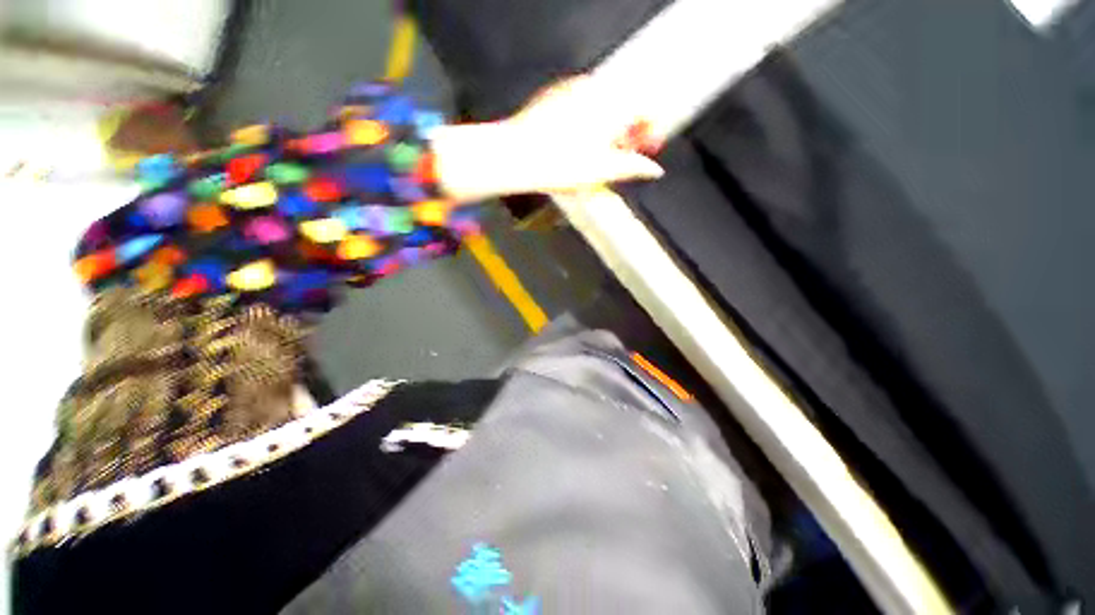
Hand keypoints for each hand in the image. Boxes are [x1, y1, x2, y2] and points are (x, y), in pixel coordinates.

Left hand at [431, 76, 663, 201]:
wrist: (517, 156)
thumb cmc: (561, 164)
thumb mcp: (603, 171)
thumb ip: (633, 167)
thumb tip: (653, 170)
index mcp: (613, 103)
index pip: (645, 109)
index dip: (649, 132)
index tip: (647, 149)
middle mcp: (594, 88)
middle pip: (622, 107)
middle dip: (626, 132)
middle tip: (621, 156)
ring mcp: (571, 88)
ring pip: (601, 106)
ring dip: (606, 128)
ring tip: (597, 155)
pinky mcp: (552, 96)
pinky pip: (580, 105)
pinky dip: (586, 123)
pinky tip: (576, 145)